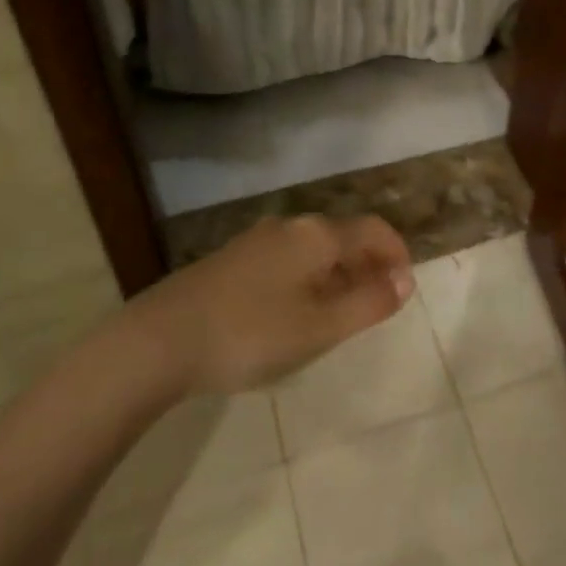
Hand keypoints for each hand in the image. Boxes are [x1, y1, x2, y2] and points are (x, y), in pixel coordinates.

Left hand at [131, 215, 413, 395]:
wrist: (161, 339)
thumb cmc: (251, 333)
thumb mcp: (320, 327)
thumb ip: (368, 303)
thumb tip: (405, 281)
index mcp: (316, 236)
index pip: (373, 230)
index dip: (396, 254)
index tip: (405, 288)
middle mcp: (290, 226)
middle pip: (343, 236)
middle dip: (367, 265)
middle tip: (376, 305)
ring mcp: (257, 240)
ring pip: (313, 249)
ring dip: (337, 273)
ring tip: (339, 314)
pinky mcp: (233, 258)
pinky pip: (288, 259)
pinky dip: (308, 278)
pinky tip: (294, 312)